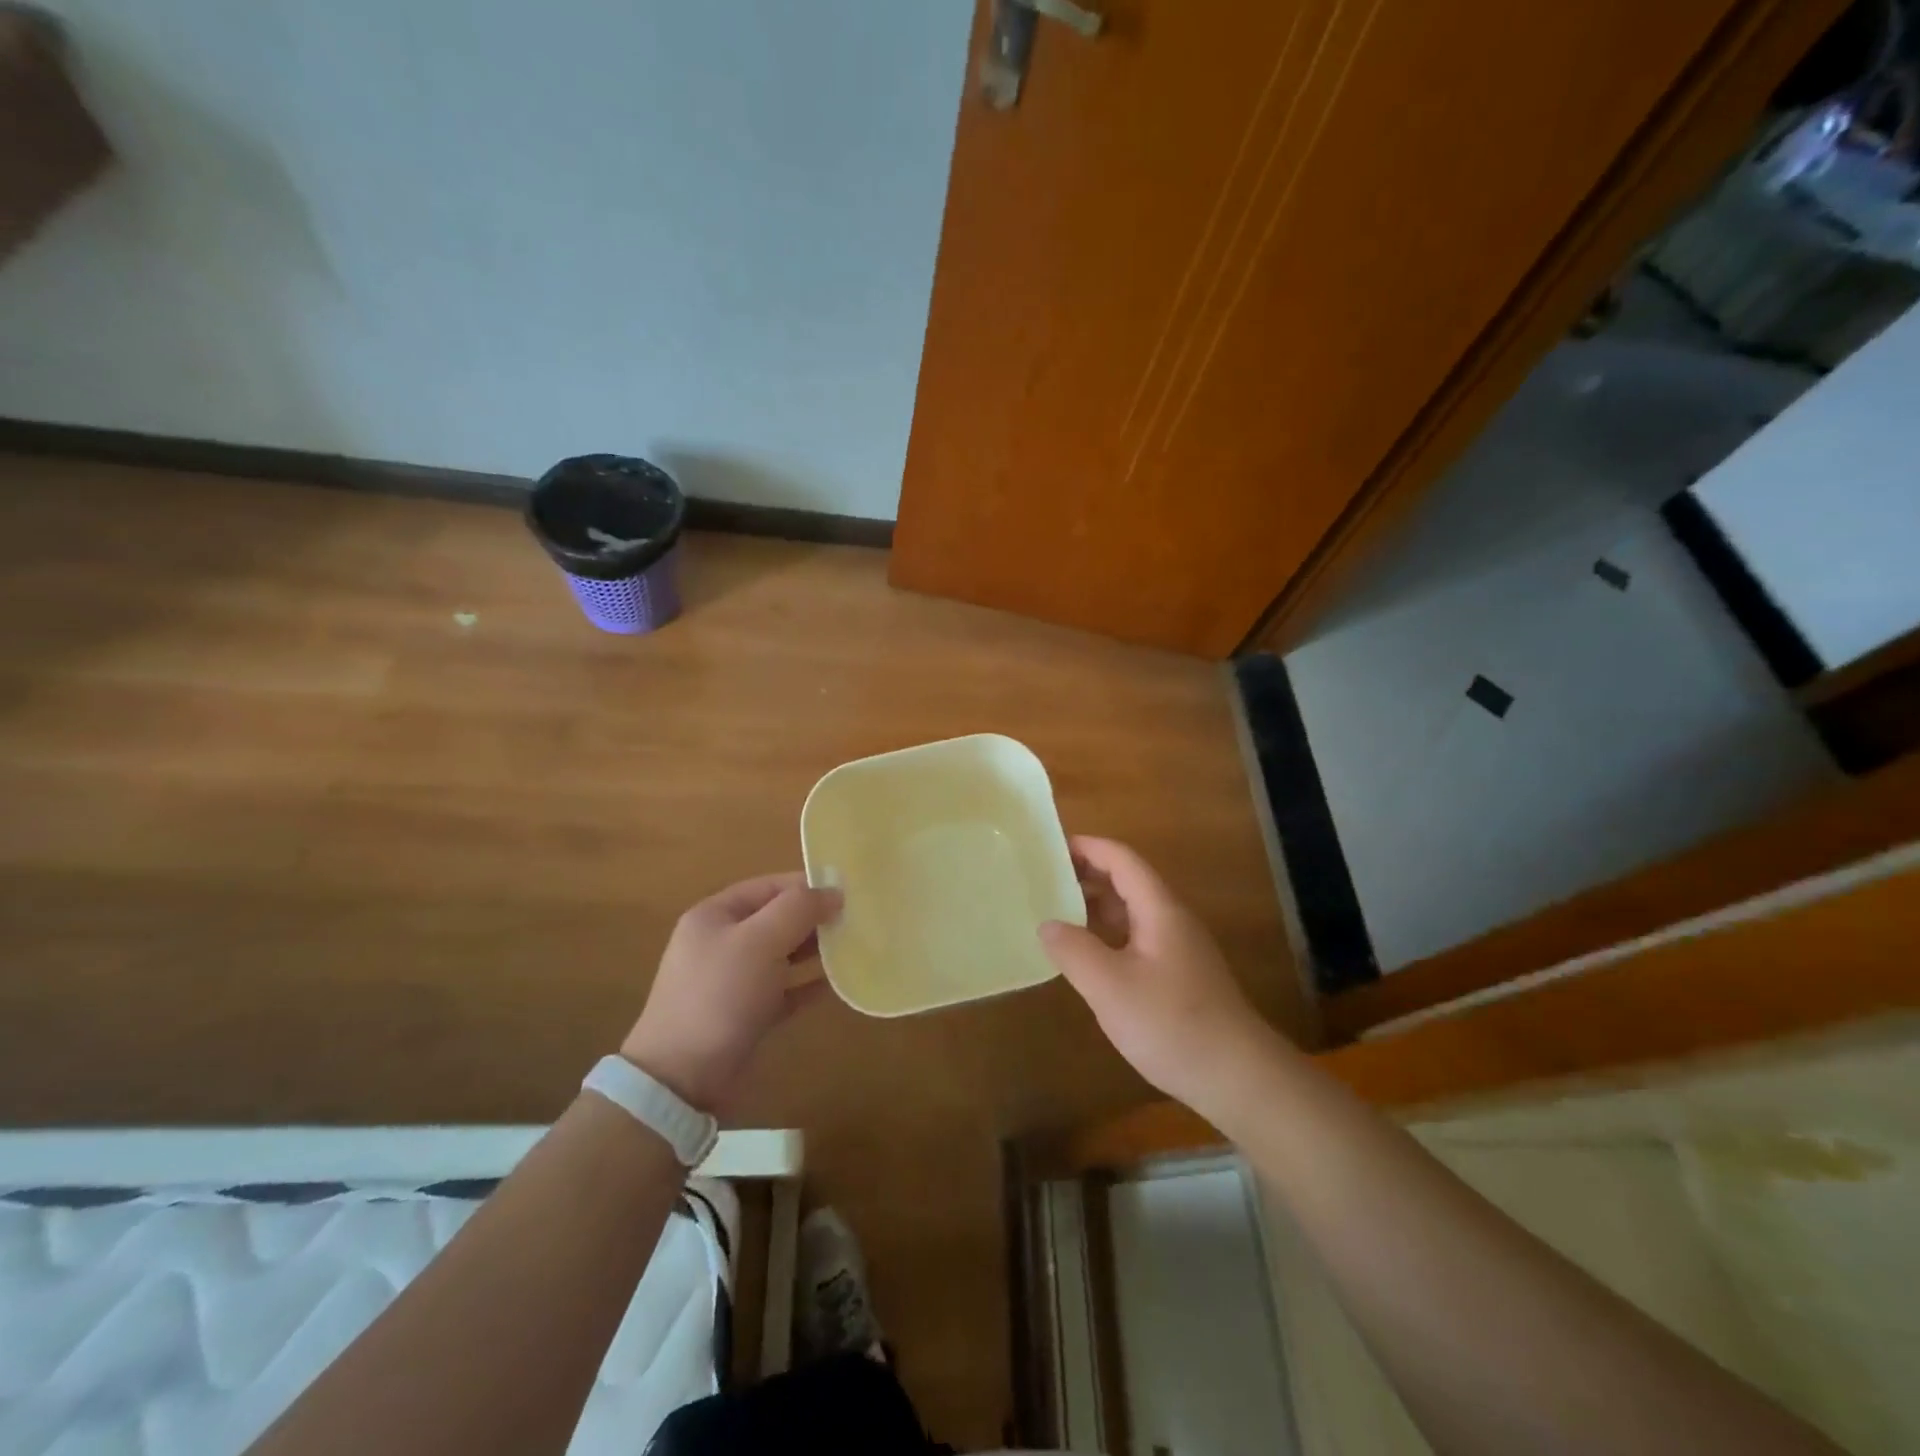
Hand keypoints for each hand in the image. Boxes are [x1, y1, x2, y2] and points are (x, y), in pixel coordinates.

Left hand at [622, 872, 840, 1113]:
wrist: (681, 1079)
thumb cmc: (720, 995)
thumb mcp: (760, 941)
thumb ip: (798, 909)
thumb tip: (834, 891)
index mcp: (715, 915)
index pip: (768, 887)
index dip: (806, 885)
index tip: (847, 892)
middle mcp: (722, 942)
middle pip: (776, 919)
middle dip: (814, 918)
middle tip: (856, 920)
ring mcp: (732, 981)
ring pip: (782, 954)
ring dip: (814, 950)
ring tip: (853, 946)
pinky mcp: (745, 1015)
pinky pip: (784, 990)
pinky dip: (807, 984)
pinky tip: (837, 982)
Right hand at [1040, 837, 1282, 1116]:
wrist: (1238, 1078)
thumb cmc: (1173, 1024)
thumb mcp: (1111, 987)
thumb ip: (1074, 950)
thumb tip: (1047, 924)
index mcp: (1159, 910)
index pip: (1122, 859)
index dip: (1087, 847)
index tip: (1048, 847)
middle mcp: (1171, 920)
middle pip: (1127, 881)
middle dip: (1086, 874)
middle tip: (1041, 878)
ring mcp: (1177, 949)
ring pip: (1131, 912)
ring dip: (1095, 905)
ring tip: (1054, 910)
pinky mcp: (1178, 976)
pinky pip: (1135, 938)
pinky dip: (1106, 934)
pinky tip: (1085, 954)